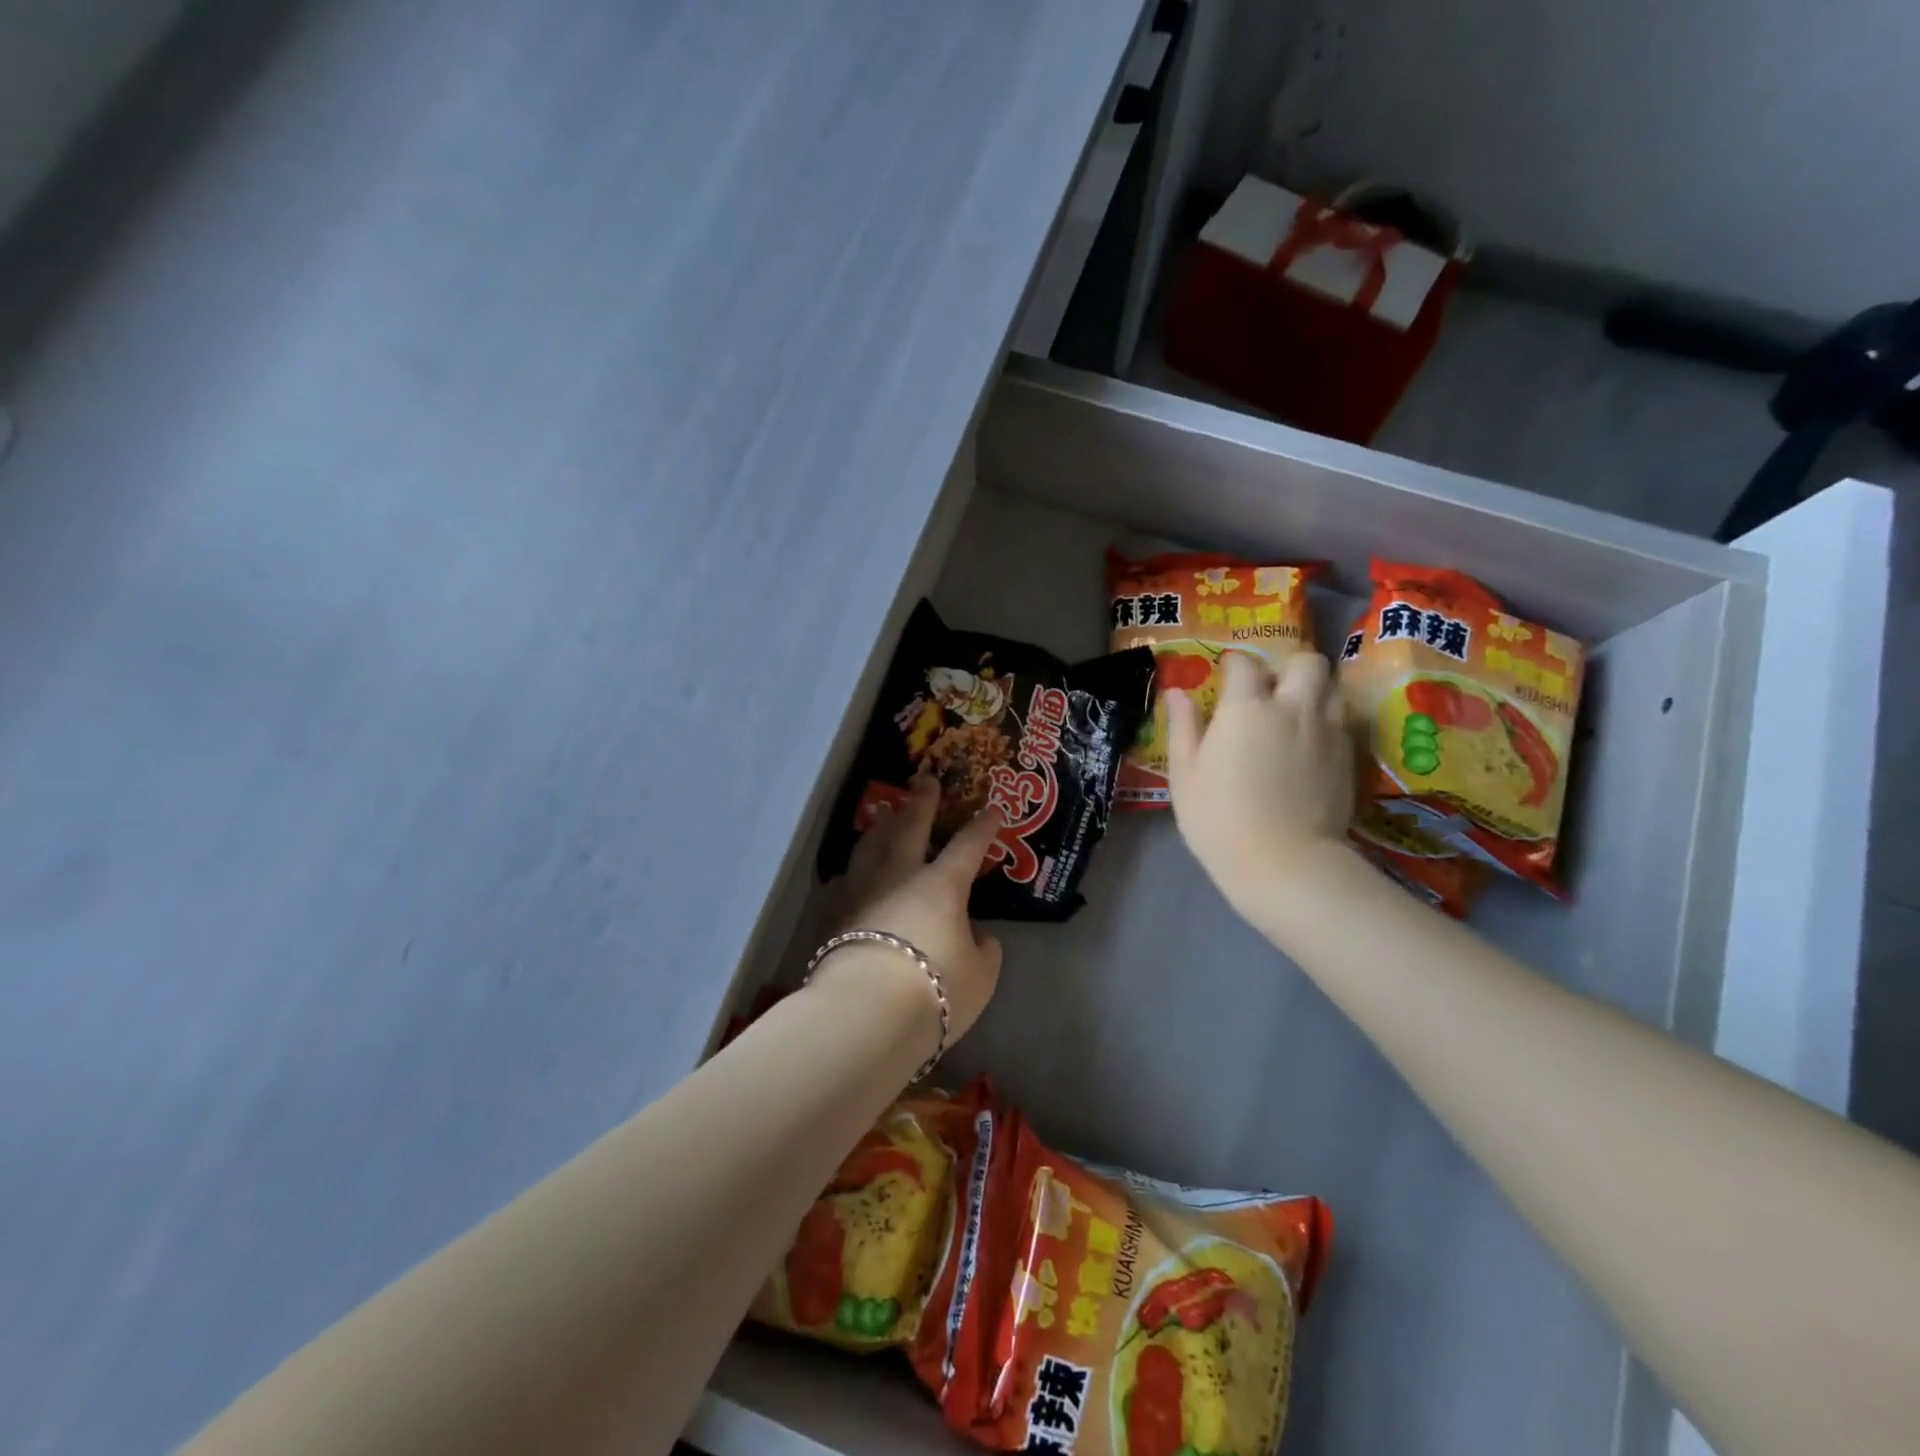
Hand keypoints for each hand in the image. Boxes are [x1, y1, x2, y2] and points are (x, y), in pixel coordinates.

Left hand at [823, 771, 1004, 1045]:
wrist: (866, 1012)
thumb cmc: (934, 991)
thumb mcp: (980, 976)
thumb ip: (984, 950)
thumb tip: (978, 935)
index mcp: (942, 885)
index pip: (968, 845)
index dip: (983, 826)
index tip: (993, 808)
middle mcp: (900, 876)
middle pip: (910, 827)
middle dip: (921, 802)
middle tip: (924, 779)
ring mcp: (862, 891)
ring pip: (870, 846)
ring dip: (880, 826)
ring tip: (884, 814)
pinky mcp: (834, 915)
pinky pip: (844, 880)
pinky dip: (853, 870)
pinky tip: (851, 872)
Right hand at [1165, 650, 1355, 917]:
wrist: (1285, 863)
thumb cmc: (1220, 818)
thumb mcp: (1185, 774)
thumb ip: (1183, 726)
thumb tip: (1178, 692)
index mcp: (1246, 707)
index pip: (1244, 664)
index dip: (1232, 666)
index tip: (1223, 678)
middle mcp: (1293, 707)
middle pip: (1305, 661)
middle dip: (1287, 667)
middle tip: (1269, 691)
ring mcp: (1327, 730)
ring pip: (1331, 686)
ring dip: (1313, 690)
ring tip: (1294, 713)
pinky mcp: (1348, 756)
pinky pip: (1342, 720)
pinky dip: (1326, 720)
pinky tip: (1309, 744)